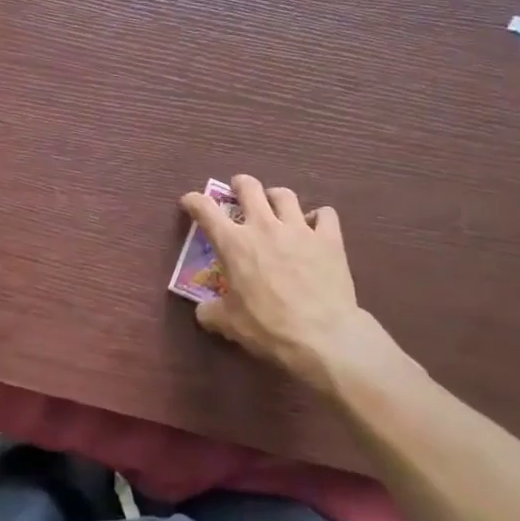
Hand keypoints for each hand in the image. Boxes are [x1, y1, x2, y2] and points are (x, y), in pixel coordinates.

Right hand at [179, 175, 420, 394]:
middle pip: (249, 188)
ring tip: (276, 206)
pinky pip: (325, 214)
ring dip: (276, 197)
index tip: (189, 201)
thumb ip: (211, 311)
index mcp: (234, 243)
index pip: (205, 209)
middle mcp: (264, 226)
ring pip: (285, 195)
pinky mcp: (329, 240)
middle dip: (240, 184)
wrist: (323, 336)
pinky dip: (319, 217)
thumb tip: (204, 310)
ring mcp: (299, 229)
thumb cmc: (268, 327)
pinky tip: (316, 227)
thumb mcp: (229, 324)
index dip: (193, 201)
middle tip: (238, 190)